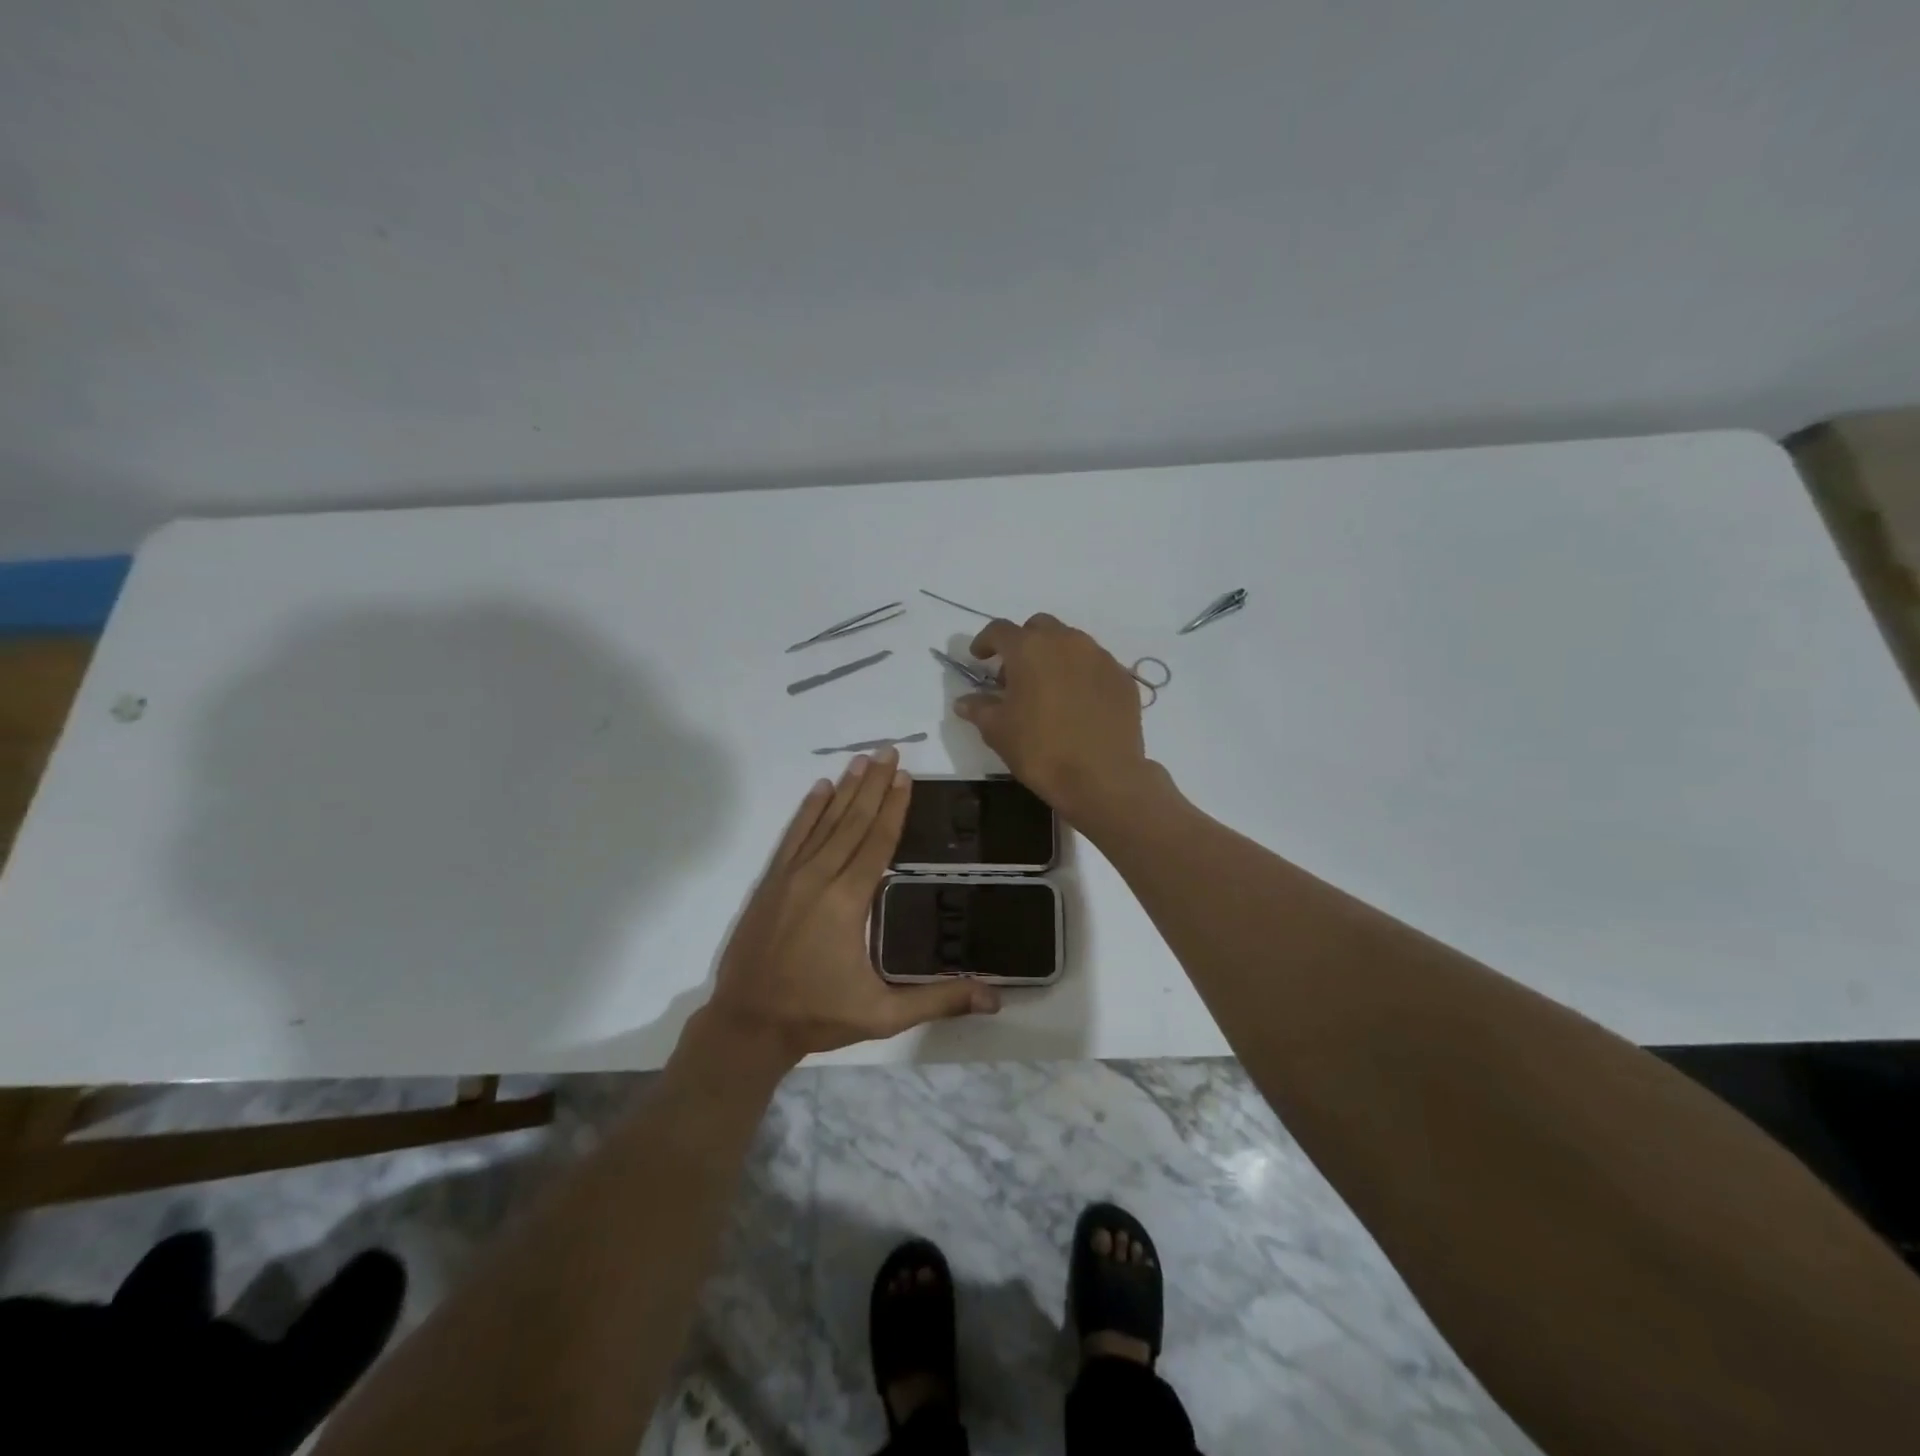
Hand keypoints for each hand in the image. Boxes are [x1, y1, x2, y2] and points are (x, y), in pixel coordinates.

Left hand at [705, 750, 999, 1061]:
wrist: (747, 1024)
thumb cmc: (817, 1015)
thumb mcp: (883, 1015)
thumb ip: (938, 1001)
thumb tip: (995, 997)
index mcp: (848, 901)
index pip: (877, 842)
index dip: (893, 808)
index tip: (905, 776)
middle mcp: (819, 878)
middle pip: (852, 822)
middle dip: (873, 785)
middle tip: (889, 751)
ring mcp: (790, 877)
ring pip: (823, 823)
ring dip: (845, 790)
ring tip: (862, 760)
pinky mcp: (770, 883)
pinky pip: (793, 837)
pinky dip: (807, 811)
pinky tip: (819, 789)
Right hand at [954, 614, 1158, 821]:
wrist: (1103, 777)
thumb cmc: (1041, 750)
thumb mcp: (998, 731)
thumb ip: (979, 708)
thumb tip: (964, 701)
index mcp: (1030, 648)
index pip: (1000, 630)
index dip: (985, 641)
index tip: (979, 657)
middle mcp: (1067, 641)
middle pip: (1039, 628)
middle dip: (1023, 643)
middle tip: (1015, 675)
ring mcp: (1100, 657)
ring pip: (1071, 643)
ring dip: (1054, 657)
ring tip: (1048, 689)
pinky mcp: (1123, 678)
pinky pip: (1095, 665)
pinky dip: (1081, 674)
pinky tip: (1077, 703)